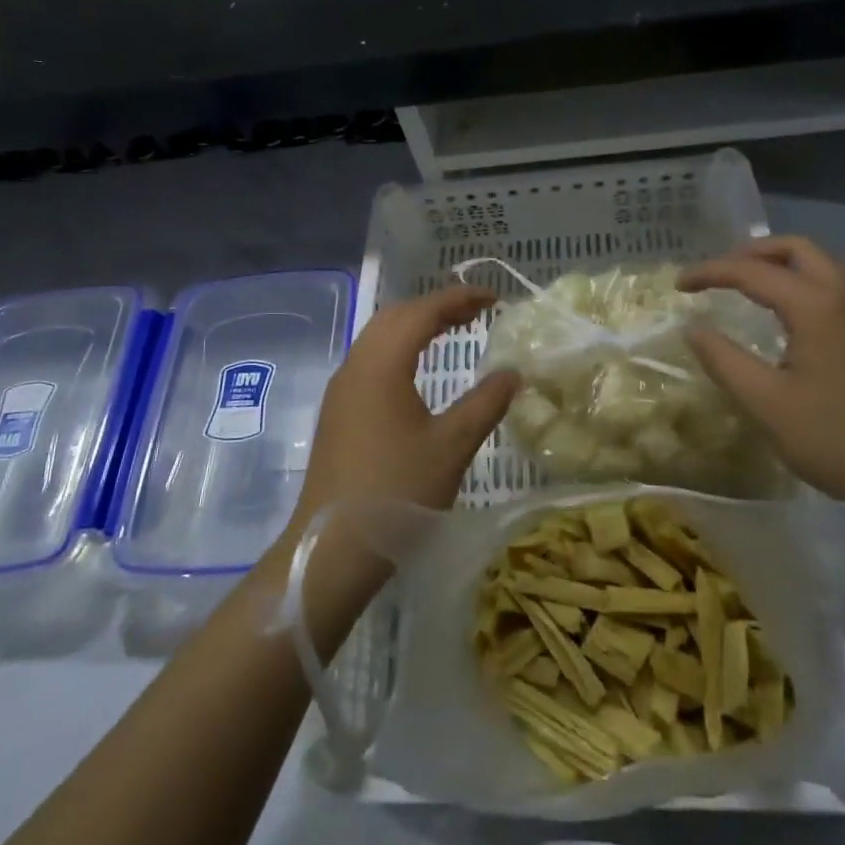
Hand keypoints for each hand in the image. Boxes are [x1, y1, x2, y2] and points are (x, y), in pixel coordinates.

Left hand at [273, 289, 518, 624]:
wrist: (332, 546)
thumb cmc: (397, 491)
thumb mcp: (451, 445)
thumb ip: (485, 403)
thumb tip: (512, 372)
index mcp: (381, 365)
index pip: (422, 312)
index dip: (458, 298)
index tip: (493, 298)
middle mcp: (355, 366)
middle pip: (395, 317)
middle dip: (435, 307)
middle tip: (475, 312)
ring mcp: (341, 390)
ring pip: (378, 338)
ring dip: (415, 326)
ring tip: (451, 332)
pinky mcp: (338, 412)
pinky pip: (370, 361)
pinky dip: (399, 349)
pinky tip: (417, 371)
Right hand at [679, 237, 844, 503]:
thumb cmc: (838, 440)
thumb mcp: (767, 404)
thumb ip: (723, 361)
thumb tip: (692, 329)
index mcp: (817, 306)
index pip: (752, 271)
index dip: (710, 272)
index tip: (678, 285)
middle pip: (795, 248)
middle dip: (750, 253)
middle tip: (716, 274)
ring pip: (820, 262)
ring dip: (779, 263)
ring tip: (745, 285)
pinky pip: (834, 282)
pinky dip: (801, 280)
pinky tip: (786, 313)